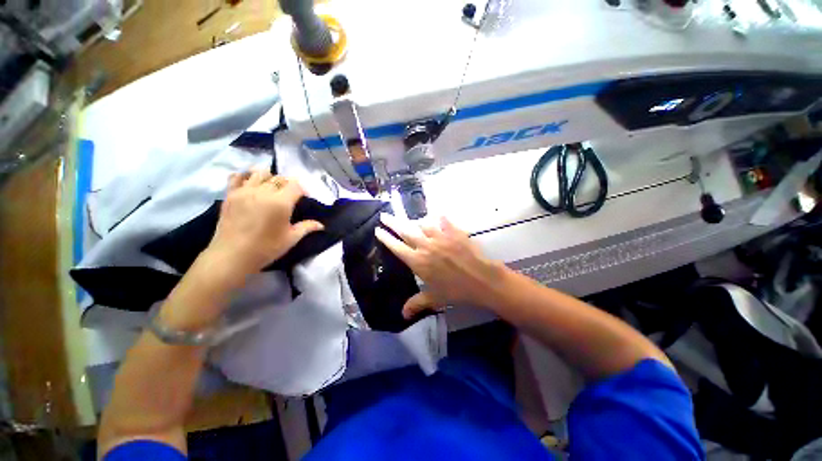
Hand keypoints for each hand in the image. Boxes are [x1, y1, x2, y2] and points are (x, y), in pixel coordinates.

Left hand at [205, 169, 323, 276]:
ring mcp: (244, 191)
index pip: (295, 185)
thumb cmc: (265, 248)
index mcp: (280, 202)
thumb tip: (321, 225)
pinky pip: (237, 176)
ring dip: (269, 178)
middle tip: (289, 196)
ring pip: (259, 173)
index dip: (302, 190)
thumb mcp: (291, 239)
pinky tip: (250, 184)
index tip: (303, 198)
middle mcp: (263, 192)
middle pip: (279, 178)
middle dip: (287, 184)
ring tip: (270, 189)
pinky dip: (245, 176)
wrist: (231, 256)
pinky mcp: (230, 195)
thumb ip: (307, 227)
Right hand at [375, 214, 506, 318]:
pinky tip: (439, 216)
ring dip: (415, 222)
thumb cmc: (455, 291)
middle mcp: (425, 246)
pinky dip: (440, 218)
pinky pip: (444, 221)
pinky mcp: (454, 232)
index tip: (378, 230)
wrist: (480, 280)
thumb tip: (403, 315)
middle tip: (384, 215)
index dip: (386, 238)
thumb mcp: (434, 299)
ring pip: (423, 224)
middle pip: (405, 231)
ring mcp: (440, 237)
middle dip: (393, 223)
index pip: (397, 247)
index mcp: (417, 261)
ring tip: (412, 220)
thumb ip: (417, 304)